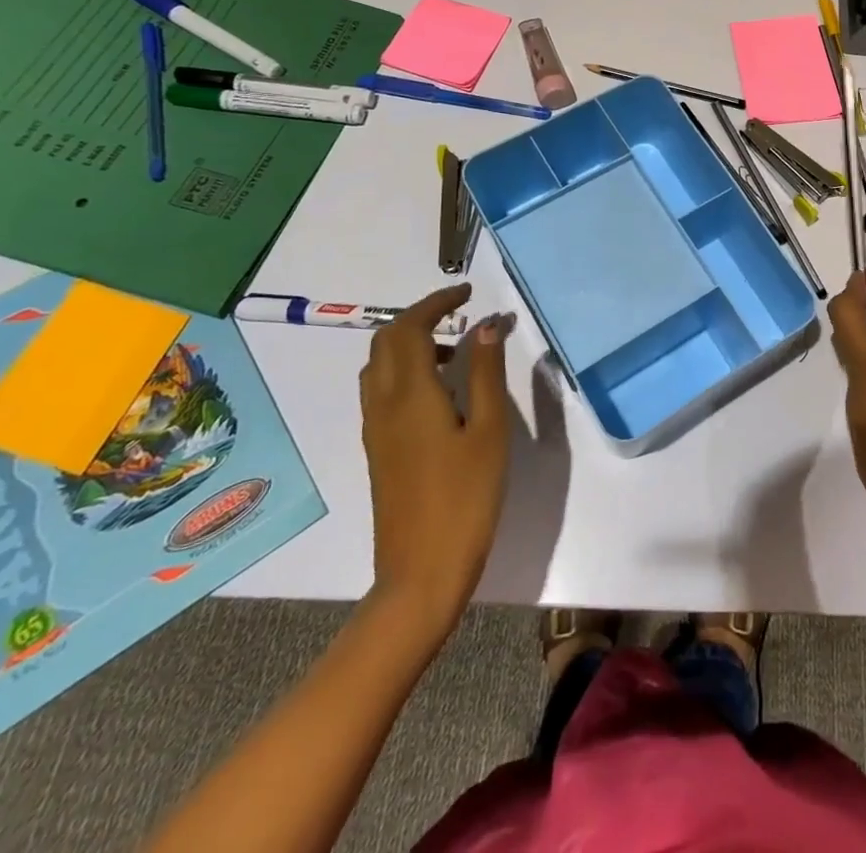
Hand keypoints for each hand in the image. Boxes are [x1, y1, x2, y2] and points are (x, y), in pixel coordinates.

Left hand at [358, 285, 514, 629]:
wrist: (421, 573)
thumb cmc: (465, 498)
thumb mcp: (489, 431)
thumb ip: (485, 373)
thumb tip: (488, 324)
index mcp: (411, 394)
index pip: (411, 328)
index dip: (437, 302)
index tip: (468, 292)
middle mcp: (383, 404)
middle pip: (387, 341)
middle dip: (421, 317)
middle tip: (461, 313)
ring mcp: (376, 429)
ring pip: (380, 365)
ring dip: (411, 343)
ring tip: (457, 350)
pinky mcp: (378, 450)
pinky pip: (381, 390)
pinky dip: (406, 369)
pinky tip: (440, 390)